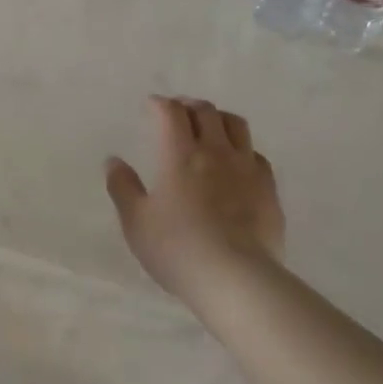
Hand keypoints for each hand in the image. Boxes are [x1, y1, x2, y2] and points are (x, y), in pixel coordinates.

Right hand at [105, 96, 284, 303]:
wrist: (237, 279)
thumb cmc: (178, 249)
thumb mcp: (136, 222)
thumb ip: (123, 187)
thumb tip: (113, 161)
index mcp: (180, 154)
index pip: (171, 113)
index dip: (160, 103)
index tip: (152, 105)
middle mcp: (216, 151)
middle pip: (206, 112)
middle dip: (188, 105)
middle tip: (178, 111)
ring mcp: (247, 168)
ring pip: (236, 125)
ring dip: (219, 118)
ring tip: (209, 126)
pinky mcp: (269, 189)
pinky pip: (256, 155)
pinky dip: (241, 148)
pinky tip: (236, 162)